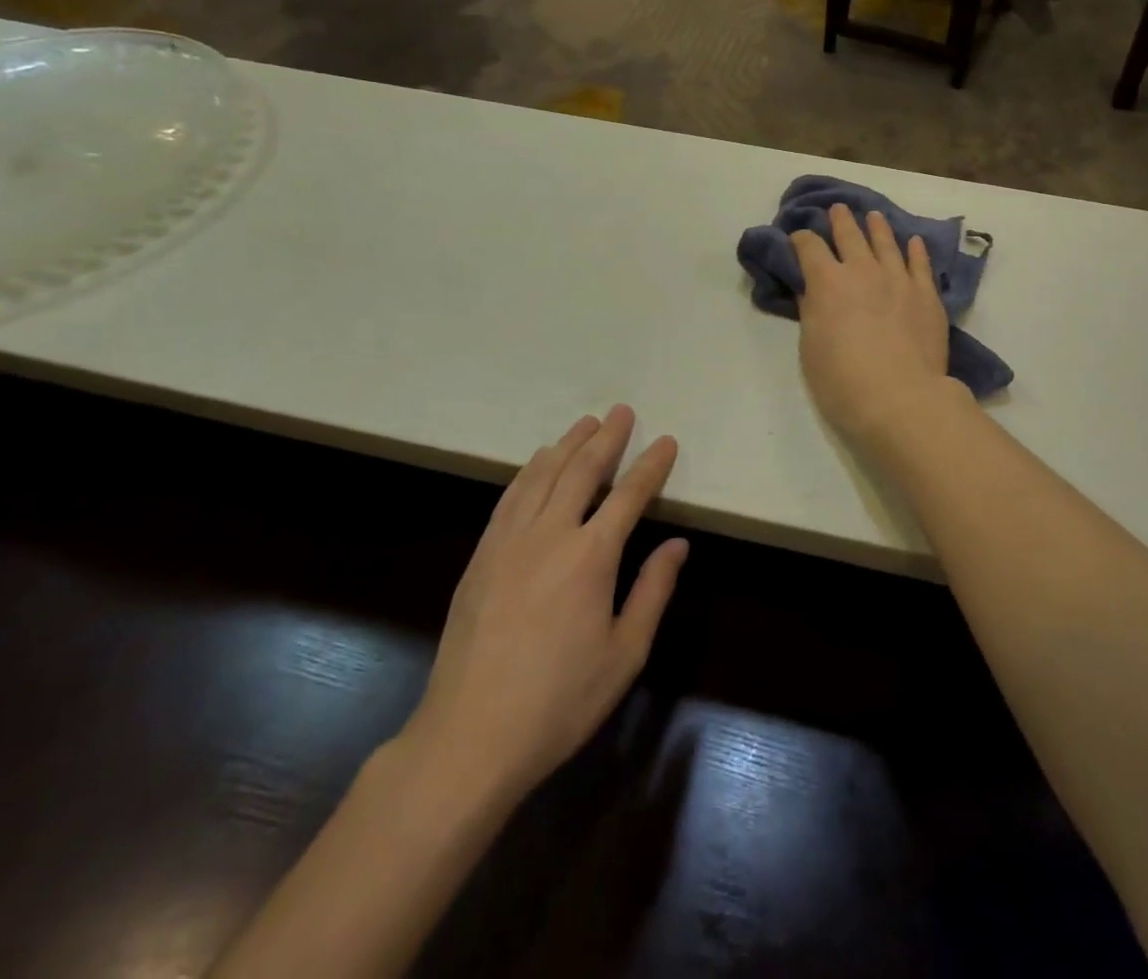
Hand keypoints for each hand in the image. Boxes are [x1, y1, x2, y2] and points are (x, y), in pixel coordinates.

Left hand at [398, 407, 687, 808]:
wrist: (470, 737)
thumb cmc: (560, 701)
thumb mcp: (625, 654)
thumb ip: (652, 591)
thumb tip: (677, 544)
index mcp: (591, 557)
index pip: (629, 495)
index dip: (650, 466)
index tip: (666, 442)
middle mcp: (550, 535)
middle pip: (582, 471)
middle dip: (606, 438)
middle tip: (621, 411)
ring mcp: (508, 543)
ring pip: (541, 476)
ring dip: (566, 445)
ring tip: (584, 424)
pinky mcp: (481, 557)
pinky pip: (509, 498)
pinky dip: (528, 472)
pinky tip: (537, 464)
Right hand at [791, 203, 954, 445]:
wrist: (900, 399)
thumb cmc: (843, 381)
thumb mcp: (811, 349)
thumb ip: (812, 313)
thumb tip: (812, 291)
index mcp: (827, 282)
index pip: (809, 247)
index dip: (801, 239)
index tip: (798, 238)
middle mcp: (862, 271)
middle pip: (849, 235)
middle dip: (840, 221)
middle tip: (837, 209)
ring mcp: (899, 279)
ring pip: (887, 242)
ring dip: (877, 227)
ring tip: (873, 216)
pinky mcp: (927, 294)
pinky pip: (920, 264)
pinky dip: (915, 250)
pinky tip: (914, 241)